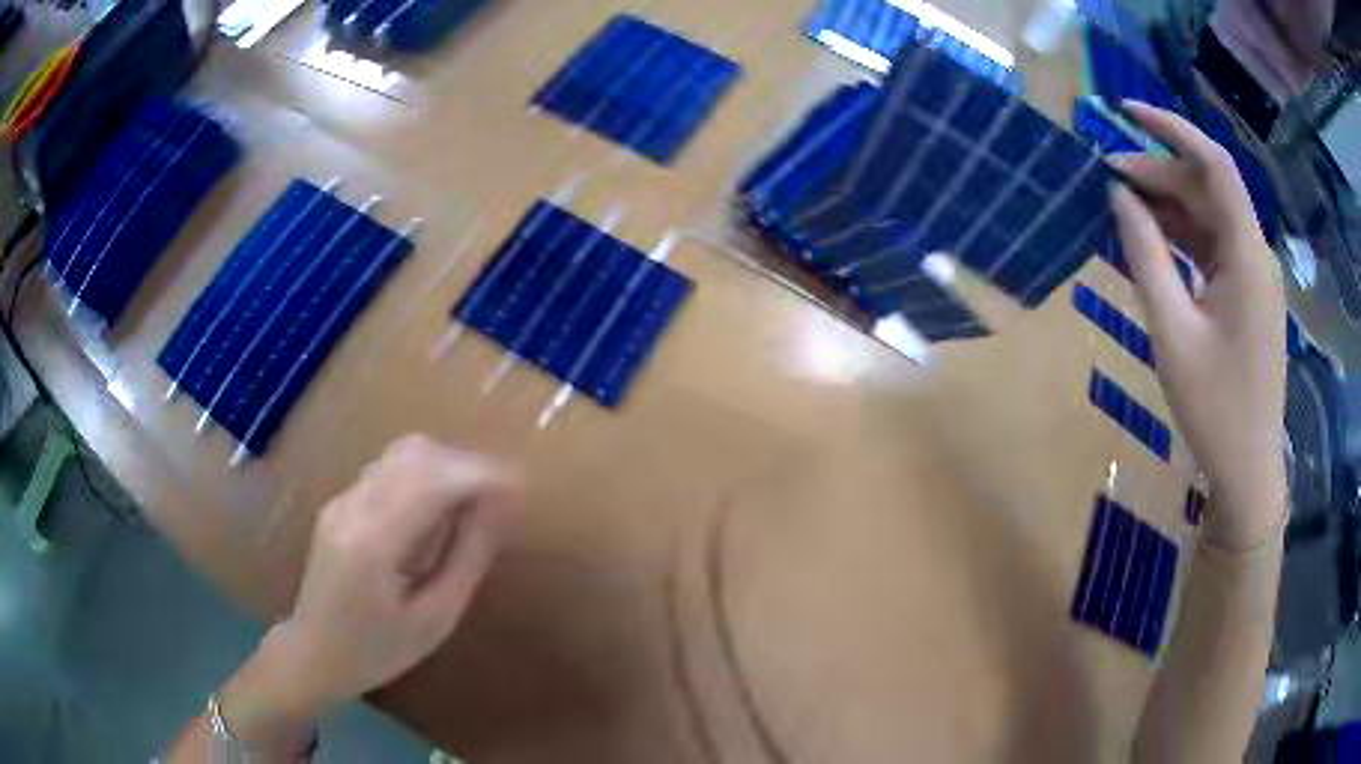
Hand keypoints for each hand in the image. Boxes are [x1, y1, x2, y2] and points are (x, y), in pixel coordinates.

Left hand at [253, 435, 521, 716]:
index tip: (522, 488)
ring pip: (402, 453)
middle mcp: (352, 506)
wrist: (313, 654)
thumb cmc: (378, 652)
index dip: (483, 474)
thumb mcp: (434, 620)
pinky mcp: (339, 501)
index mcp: (373, 542)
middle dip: (468, 465)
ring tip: (475, 504)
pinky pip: (389, 470)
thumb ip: (467, 559)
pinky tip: (438, 512)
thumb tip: (500, 508)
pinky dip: (424, 476)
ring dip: (446, 466)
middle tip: (502, 498)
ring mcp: (341, 499)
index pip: (433, 481)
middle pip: (417, 453)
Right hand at [1109, 101, 1286, 552]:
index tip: (1125, 111)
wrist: (1248, 469)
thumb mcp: (1173, 331)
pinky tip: (1153, 240)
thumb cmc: (1214, 408)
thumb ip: (1146, 256)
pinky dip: (1183, 237)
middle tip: (1107, 179)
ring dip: (1169, 206)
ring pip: (1210, 218)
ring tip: (1122, 205)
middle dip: (1159, 175)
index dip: (1171, 128)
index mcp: (1247, 255)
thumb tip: (1118, 194)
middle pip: (1208, 190)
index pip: (1213, 164)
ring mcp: (1255, 275)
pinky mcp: (1249, 295)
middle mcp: (1256, 253)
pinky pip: (1214, 247)